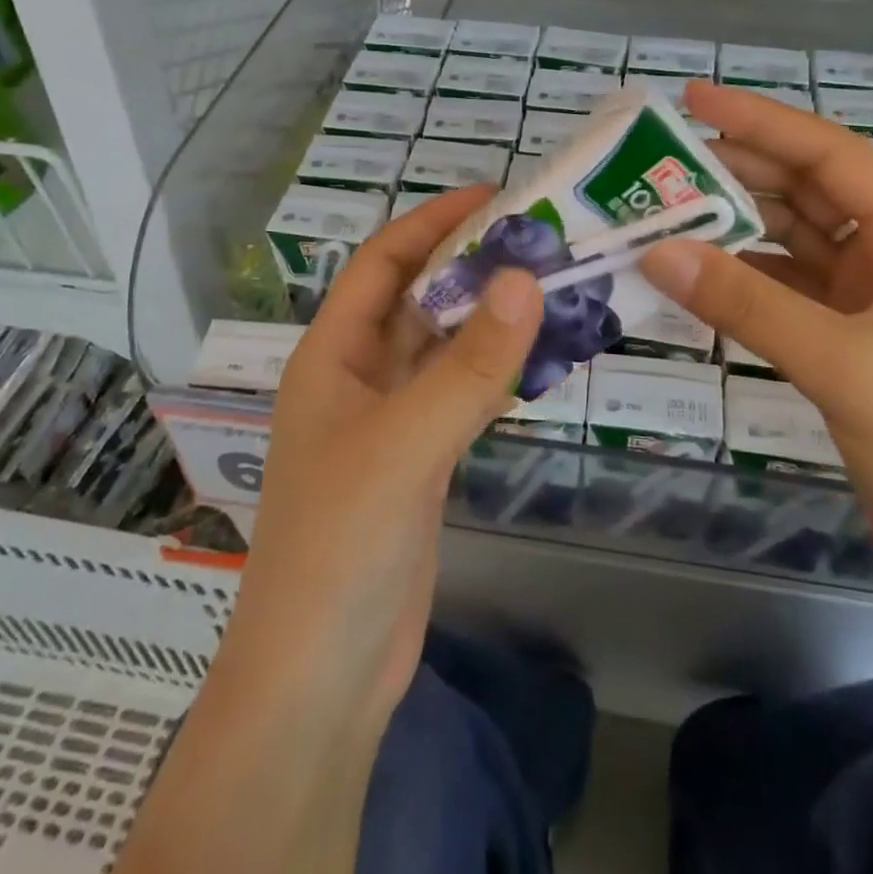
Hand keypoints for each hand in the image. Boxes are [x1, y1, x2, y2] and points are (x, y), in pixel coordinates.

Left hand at [226, 187, 543, 729]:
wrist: (322, 676)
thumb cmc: (339, 545)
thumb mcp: (404, 444)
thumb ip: (469, 365)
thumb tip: (526, 279)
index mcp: (332, 355)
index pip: (382, 264)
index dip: (432, 223)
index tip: (495, 197)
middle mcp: (358, 377)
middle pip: (417, 299)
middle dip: (470, 265)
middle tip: (540, 238)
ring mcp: (390, 420)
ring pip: (443, 347)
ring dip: (488, 317)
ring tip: (551, 283)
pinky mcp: (420, 459)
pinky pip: (460, 392)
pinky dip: (495, 369)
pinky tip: (538, 355)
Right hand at [640, 82, 872, 598]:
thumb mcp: (844, 366)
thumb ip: (749, 305)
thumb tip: (657, 250)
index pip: (831, 155)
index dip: (762, 121)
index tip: (694, 99)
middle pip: (806, 188)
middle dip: (737, 169)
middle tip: (662, 159)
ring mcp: (870, 295)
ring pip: (790, 236)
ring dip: (733, 222)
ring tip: (666, 208)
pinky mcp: (845, 334)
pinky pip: (782, 285)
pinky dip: (740, 274)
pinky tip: (696, 271)